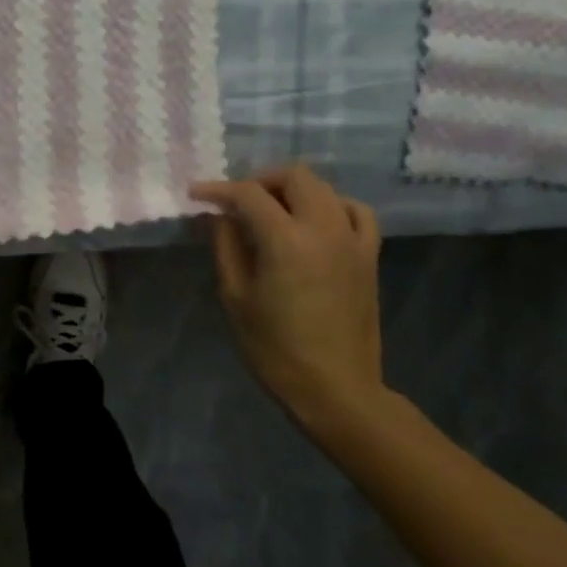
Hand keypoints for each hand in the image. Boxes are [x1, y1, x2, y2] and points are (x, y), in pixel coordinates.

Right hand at [190, 162, 383, 427]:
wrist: (336, 390)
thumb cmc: (276, 349)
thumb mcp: (236, 297)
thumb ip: (227, 246)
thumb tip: (221, 215)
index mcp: (286, 240)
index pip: (248, 194)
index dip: (219, 189)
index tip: (197, 195)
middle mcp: (324, 229)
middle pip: (294, 176)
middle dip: (260, 180)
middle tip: (237, 201)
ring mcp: (352, 240)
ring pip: (325, 188)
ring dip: (294, 190)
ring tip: (272, 209)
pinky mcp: (369, 256)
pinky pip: (356, 212)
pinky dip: (333, 205)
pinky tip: (316, 221)